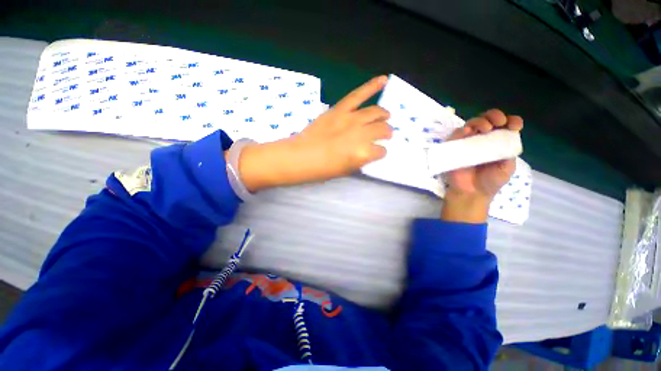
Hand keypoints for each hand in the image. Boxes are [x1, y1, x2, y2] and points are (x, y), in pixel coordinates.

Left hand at [238, 76, 392, 191]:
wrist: (299, 157)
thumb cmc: (322, 170)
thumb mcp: (346, 171)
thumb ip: (361, 160)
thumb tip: (369, 151)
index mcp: (363, 153)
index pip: (381, 151)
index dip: (380, 152)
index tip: (377, 152)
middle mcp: (361, 134)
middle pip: (382, 129)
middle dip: (386, 133)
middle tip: (384, 134)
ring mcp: (350, 119)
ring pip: (375, 112)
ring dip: (383, 115)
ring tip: (384, 116)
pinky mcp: (339, 109)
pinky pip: (358, 94)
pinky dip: (372, 85)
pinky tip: (383, 79)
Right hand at [441, 109, 523, 222]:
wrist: (472, 193)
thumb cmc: (490, 181)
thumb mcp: (507, 166)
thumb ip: (509, 151)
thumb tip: (508, 134)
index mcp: (498, 142)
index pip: (505, 126)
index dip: (511, 121)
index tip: (515, 126)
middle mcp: (483, 139)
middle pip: (488, 119)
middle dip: (495, 116)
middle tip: (499, 122)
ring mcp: (468, 142)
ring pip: (472, 124)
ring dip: (479, 121)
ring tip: (485, 128)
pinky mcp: (455, 147)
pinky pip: (456, 135)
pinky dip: (461, 130)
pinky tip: (467, 132)